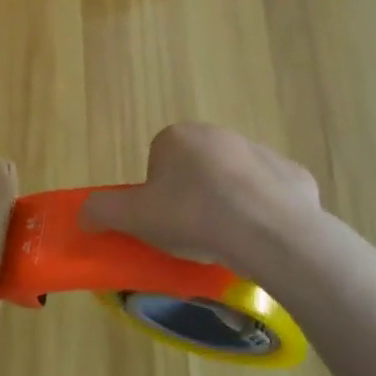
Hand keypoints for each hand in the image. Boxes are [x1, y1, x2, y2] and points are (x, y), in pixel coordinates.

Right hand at [82, 124, 322, 286]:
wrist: (269, 232)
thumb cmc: (193, 217)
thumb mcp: (134, 218)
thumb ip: (103, 211)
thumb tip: (81, 214)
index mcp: (178, 138)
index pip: (158, 163)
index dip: (157, 195)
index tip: (164, 222)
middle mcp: (218, 135)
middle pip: (196, 169)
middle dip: (193, 196)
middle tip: (192, 233)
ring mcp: (261, 153)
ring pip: (234, 181)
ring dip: (228, 204)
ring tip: (227, 241)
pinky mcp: (294, 175)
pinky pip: (271, 195)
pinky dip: (264, 213)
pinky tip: (260, 238)